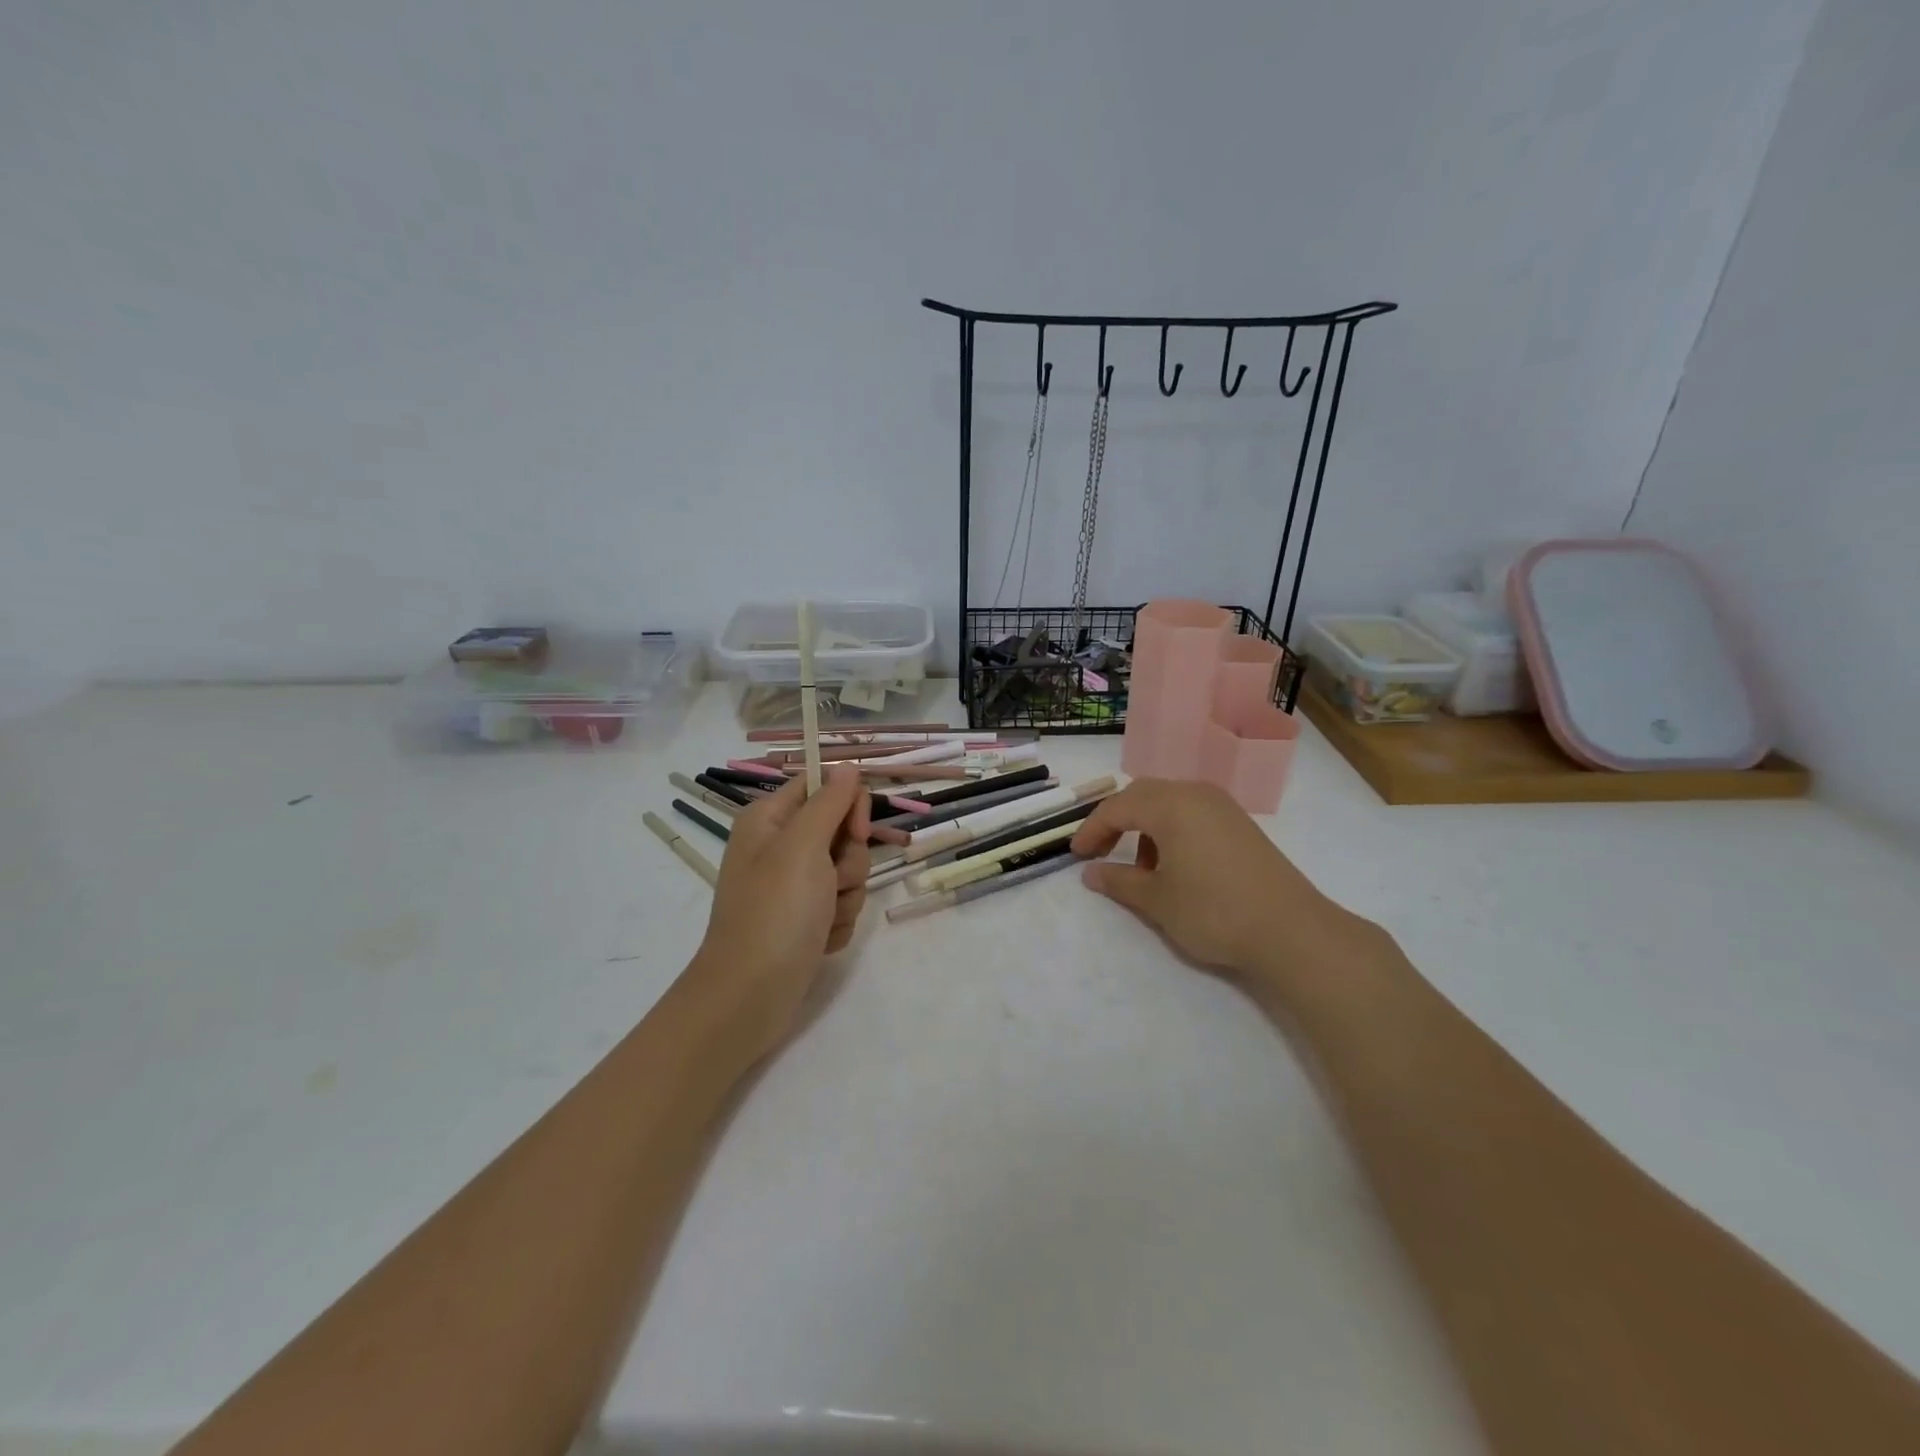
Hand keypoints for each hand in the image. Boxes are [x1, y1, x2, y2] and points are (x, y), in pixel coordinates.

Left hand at [686, 766, 869, 1058]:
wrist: (750, 996)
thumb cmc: (774, 913)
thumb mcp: (803, 847)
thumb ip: (830, 802)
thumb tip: (847, 765)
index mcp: (771, 819)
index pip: (825, 786)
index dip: (849, 805)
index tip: (856, 832)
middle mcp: (781, 847)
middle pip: (844, 832)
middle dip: (850, 862)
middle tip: (830, 884)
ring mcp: (794, 885)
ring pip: (849, 872)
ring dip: (845, 897)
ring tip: (821, 920)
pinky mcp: (806, 918)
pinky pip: (842, 904)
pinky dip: (837, 922)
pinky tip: (818, 940)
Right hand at [1071, 778, 1384, 1002]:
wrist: (1291, 931)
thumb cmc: (1213, 911)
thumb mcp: (1157, 900)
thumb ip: (1119, 882)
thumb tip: (1091, 873)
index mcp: (1170, 805)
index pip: (1117, 807)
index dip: (1091, 829)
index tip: (1076, 855)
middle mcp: (1195, 794)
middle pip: (1142, 795)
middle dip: (1115, 820)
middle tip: (1099, 851)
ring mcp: (1222, 806)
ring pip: (1169, 802)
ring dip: (1145, 825)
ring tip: (1140, 867)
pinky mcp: (1240, 824)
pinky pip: (1192, 813)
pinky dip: (1172, 829)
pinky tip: (1175, 865)